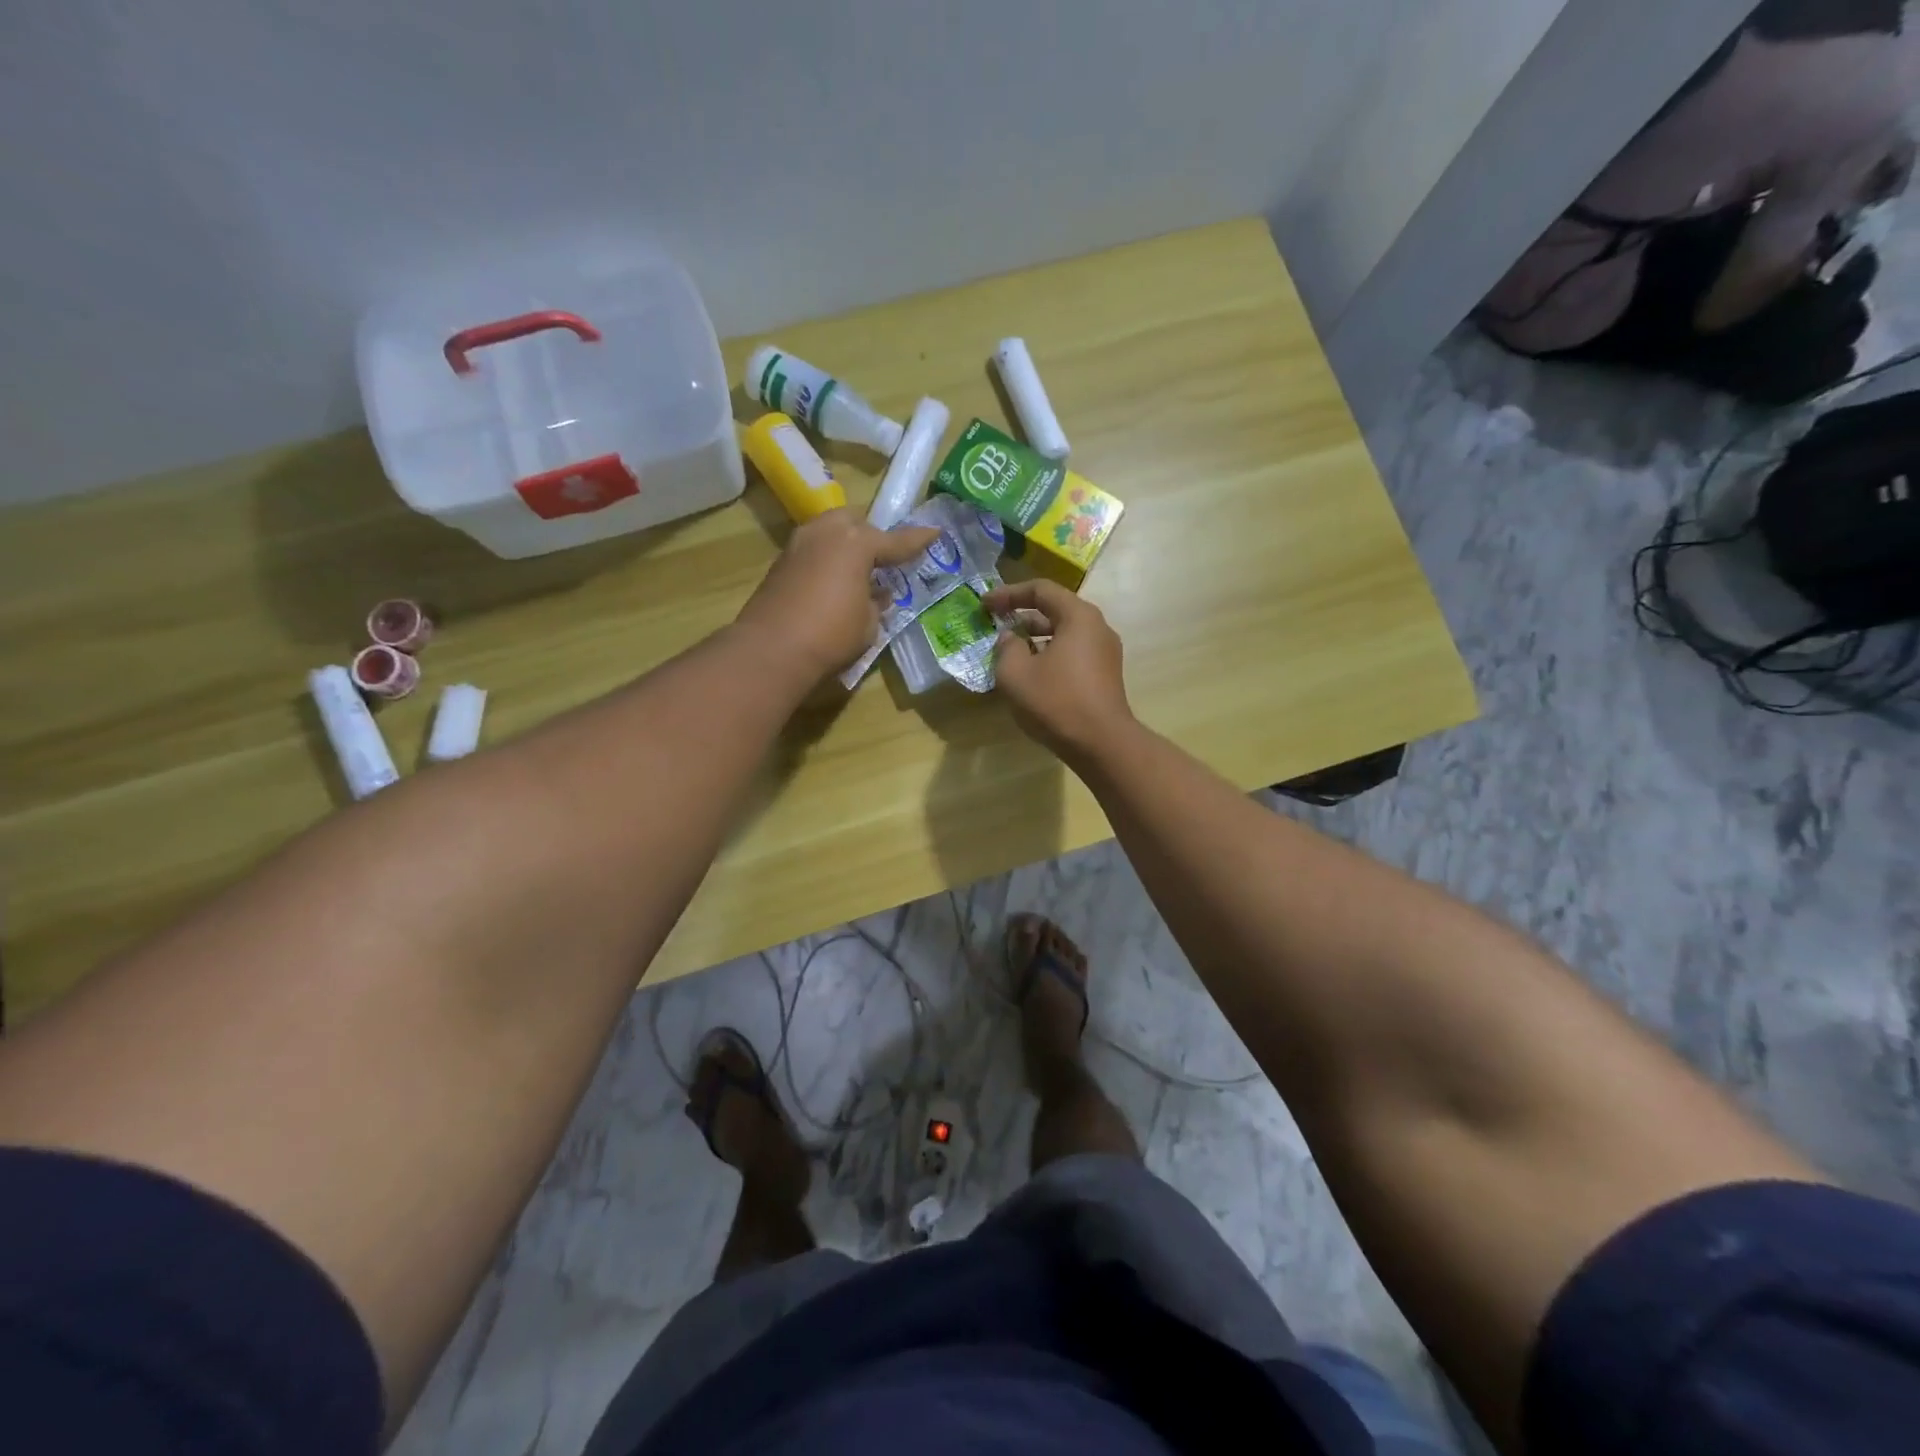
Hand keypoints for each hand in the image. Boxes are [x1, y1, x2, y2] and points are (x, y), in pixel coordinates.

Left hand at [735, 509, 940, 682]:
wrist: (771, 649)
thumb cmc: (831, 635)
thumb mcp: (868, 623)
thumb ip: (876, 602)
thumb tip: (876, 594)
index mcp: (857, 542)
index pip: (896, 541)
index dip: (918, 540)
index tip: (934, 533)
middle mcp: (827, 533)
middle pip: (855, 523)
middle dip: (871, 536)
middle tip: (884, 559)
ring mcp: (799, 544)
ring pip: (830, 532)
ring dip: (845, 546)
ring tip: (857, 571)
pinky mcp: (780, 562)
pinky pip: (813, 551)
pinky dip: (827, 560)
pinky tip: (832, 583)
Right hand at [983, 579, 1133, 762]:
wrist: (1101, 744)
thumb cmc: (1056, 701)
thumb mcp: (1015, 673)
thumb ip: (1007, 648)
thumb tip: (1011, 638)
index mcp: (1078, 616)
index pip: (1041, 590)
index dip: (1008, 594)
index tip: (985, 605)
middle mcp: (1097, 627)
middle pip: (1055, 610)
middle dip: (1022, 616)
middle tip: (996, 626)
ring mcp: (1105, 652)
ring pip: (1064, 634)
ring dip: (1035, 639)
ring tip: (1009, 652)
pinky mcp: (1105, 675)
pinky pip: (1073, 654)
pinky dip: (1050, 655)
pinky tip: (1032, 674)